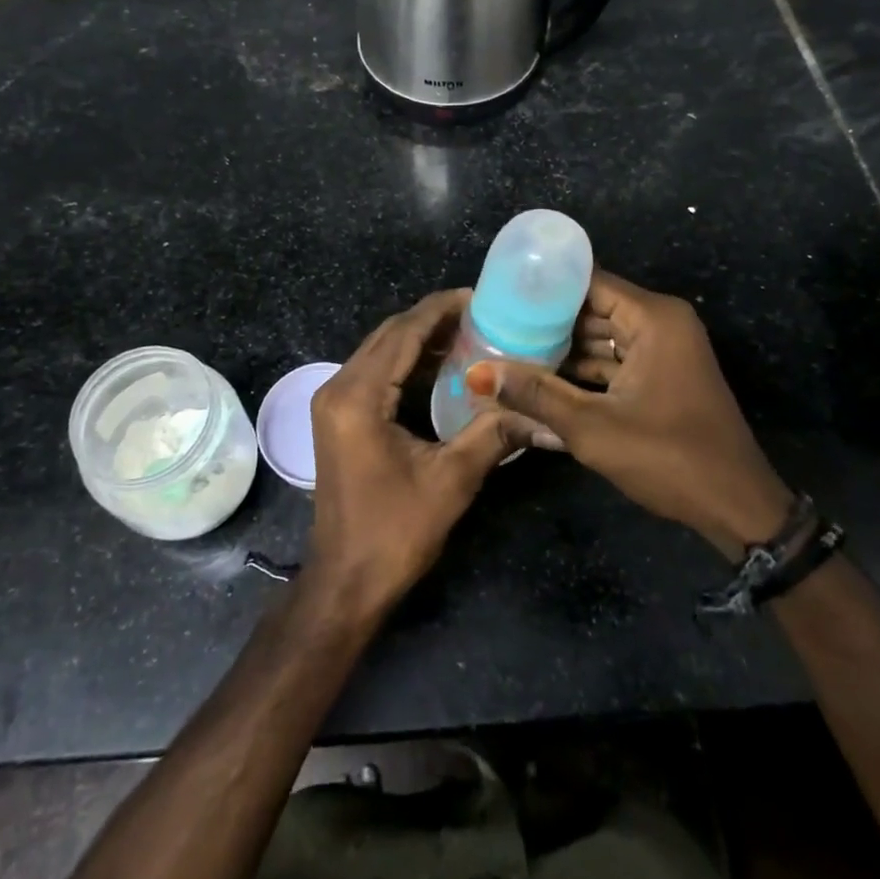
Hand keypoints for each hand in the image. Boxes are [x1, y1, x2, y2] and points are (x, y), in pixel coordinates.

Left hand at [307, 290, 530, 619]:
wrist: (345, 582)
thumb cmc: (394, 532)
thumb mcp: (451, 480)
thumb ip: (494, 435)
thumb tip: (545, 416)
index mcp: (359, 397)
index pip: (403, 333)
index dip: (440, 310)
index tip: (479, 296)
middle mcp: (339, 388)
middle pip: (388, 335)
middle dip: (432, 319)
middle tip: (480, 314)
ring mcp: (333, 402)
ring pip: (380, 351)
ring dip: (419, 339)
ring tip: (468, 333)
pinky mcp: (339, 417)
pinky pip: (375, 372)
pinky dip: (406, 362)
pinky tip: (440, 366)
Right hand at [469, 271, 795, 559]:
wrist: (737, 507)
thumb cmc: (668, 458)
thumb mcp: (592, 427)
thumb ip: (535, 394)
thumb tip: (478, 374)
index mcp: (653, 317)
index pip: (588, 281)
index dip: (544, 285)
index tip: (499, 290)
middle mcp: (661, 322)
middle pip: (593, 307)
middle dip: (547, 318)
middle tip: (496, 322)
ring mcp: (664, 349)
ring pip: (602, 335)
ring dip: (563, 347)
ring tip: (509, 347)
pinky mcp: (662, 375)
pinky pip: (615, 358)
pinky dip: (584, 368)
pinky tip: (542, 378)